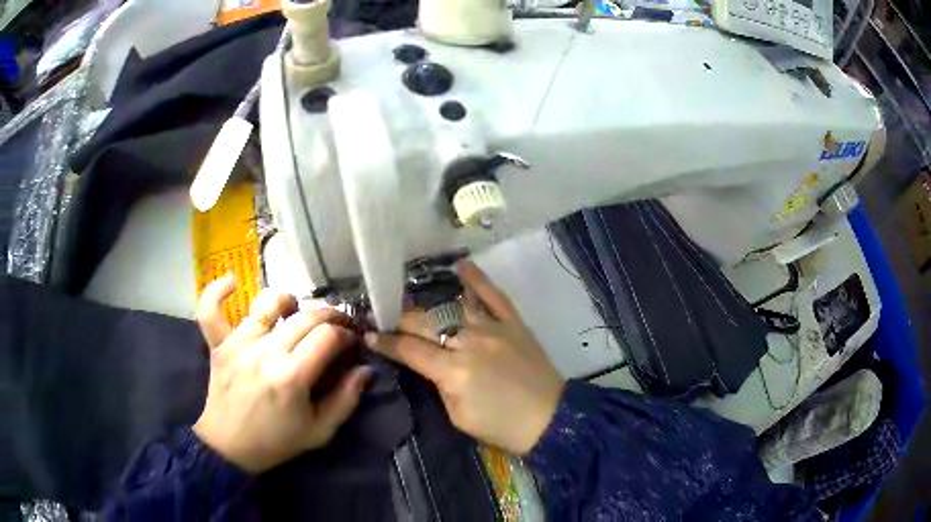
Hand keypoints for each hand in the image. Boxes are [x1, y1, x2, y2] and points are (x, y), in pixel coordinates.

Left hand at [193, 275, 369, 473]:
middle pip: (304, 317)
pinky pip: (211, 310)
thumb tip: (365, 370)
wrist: (230, 447)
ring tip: (295, 309)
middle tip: (337, 325)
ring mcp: (238, 345)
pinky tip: (233, 282)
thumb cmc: (277, 442)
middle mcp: (265, 352)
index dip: (346, 334)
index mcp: (291, 376)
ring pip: (266, 304)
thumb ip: (346, 400)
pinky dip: (218, 292)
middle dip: (329, 315)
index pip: (327, 337)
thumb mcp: (320, 432)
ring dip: (288, 300)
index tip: (351, 342)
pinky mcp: (219, 345)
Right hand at [365, 261, 564, 454]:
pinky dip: (477, 278)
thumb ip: (438, 385)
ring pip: (452, 306)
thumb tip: (424, 362)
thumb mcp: (458, 416)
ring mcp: (494, 328)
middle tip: (386, 318)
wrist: (550, 418)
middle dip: (400, 320)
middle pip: (426, 322)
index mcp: (453, 371)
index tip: (369, 334)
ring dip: (428, 303)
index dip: (385, 341)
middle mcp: (470, 342)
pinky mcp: (514, 323)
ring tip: (411, 299)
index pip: (409, 349)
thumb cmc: (501, 426)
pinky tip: (460, 265)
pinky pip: (494, 296)